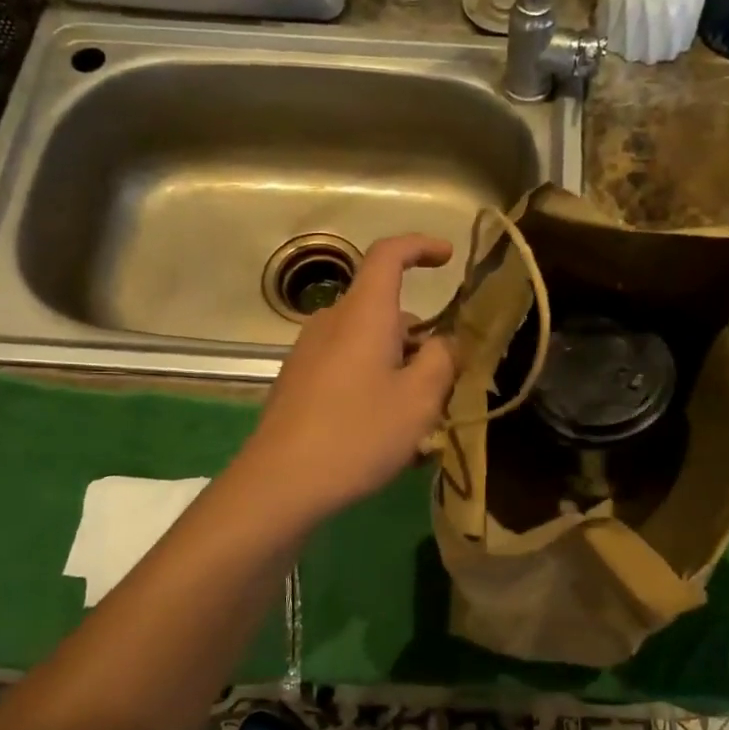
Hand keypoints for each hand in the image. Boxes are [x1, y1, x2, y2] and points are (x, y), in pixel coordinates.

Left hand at [238, 234, 457, 524]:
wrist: (280, 482)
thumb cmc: (358, 434)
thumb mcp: (419, 400)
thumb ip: (443, 361)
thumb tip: (446, 343)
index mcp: (363, 314)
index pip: (388, 255)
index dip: (420, 247)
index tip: (448, 258)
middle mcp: (331, 322)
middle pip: (385, 311)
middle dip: (420, 337)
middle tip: (446, 382)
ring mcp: (309, 352)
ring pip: (367, 343)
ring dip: (398, 365)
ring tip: (418, 417)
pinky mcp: (298, 381)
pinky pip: (347, 366)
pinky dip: (373, 381)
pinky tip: (383, 429)